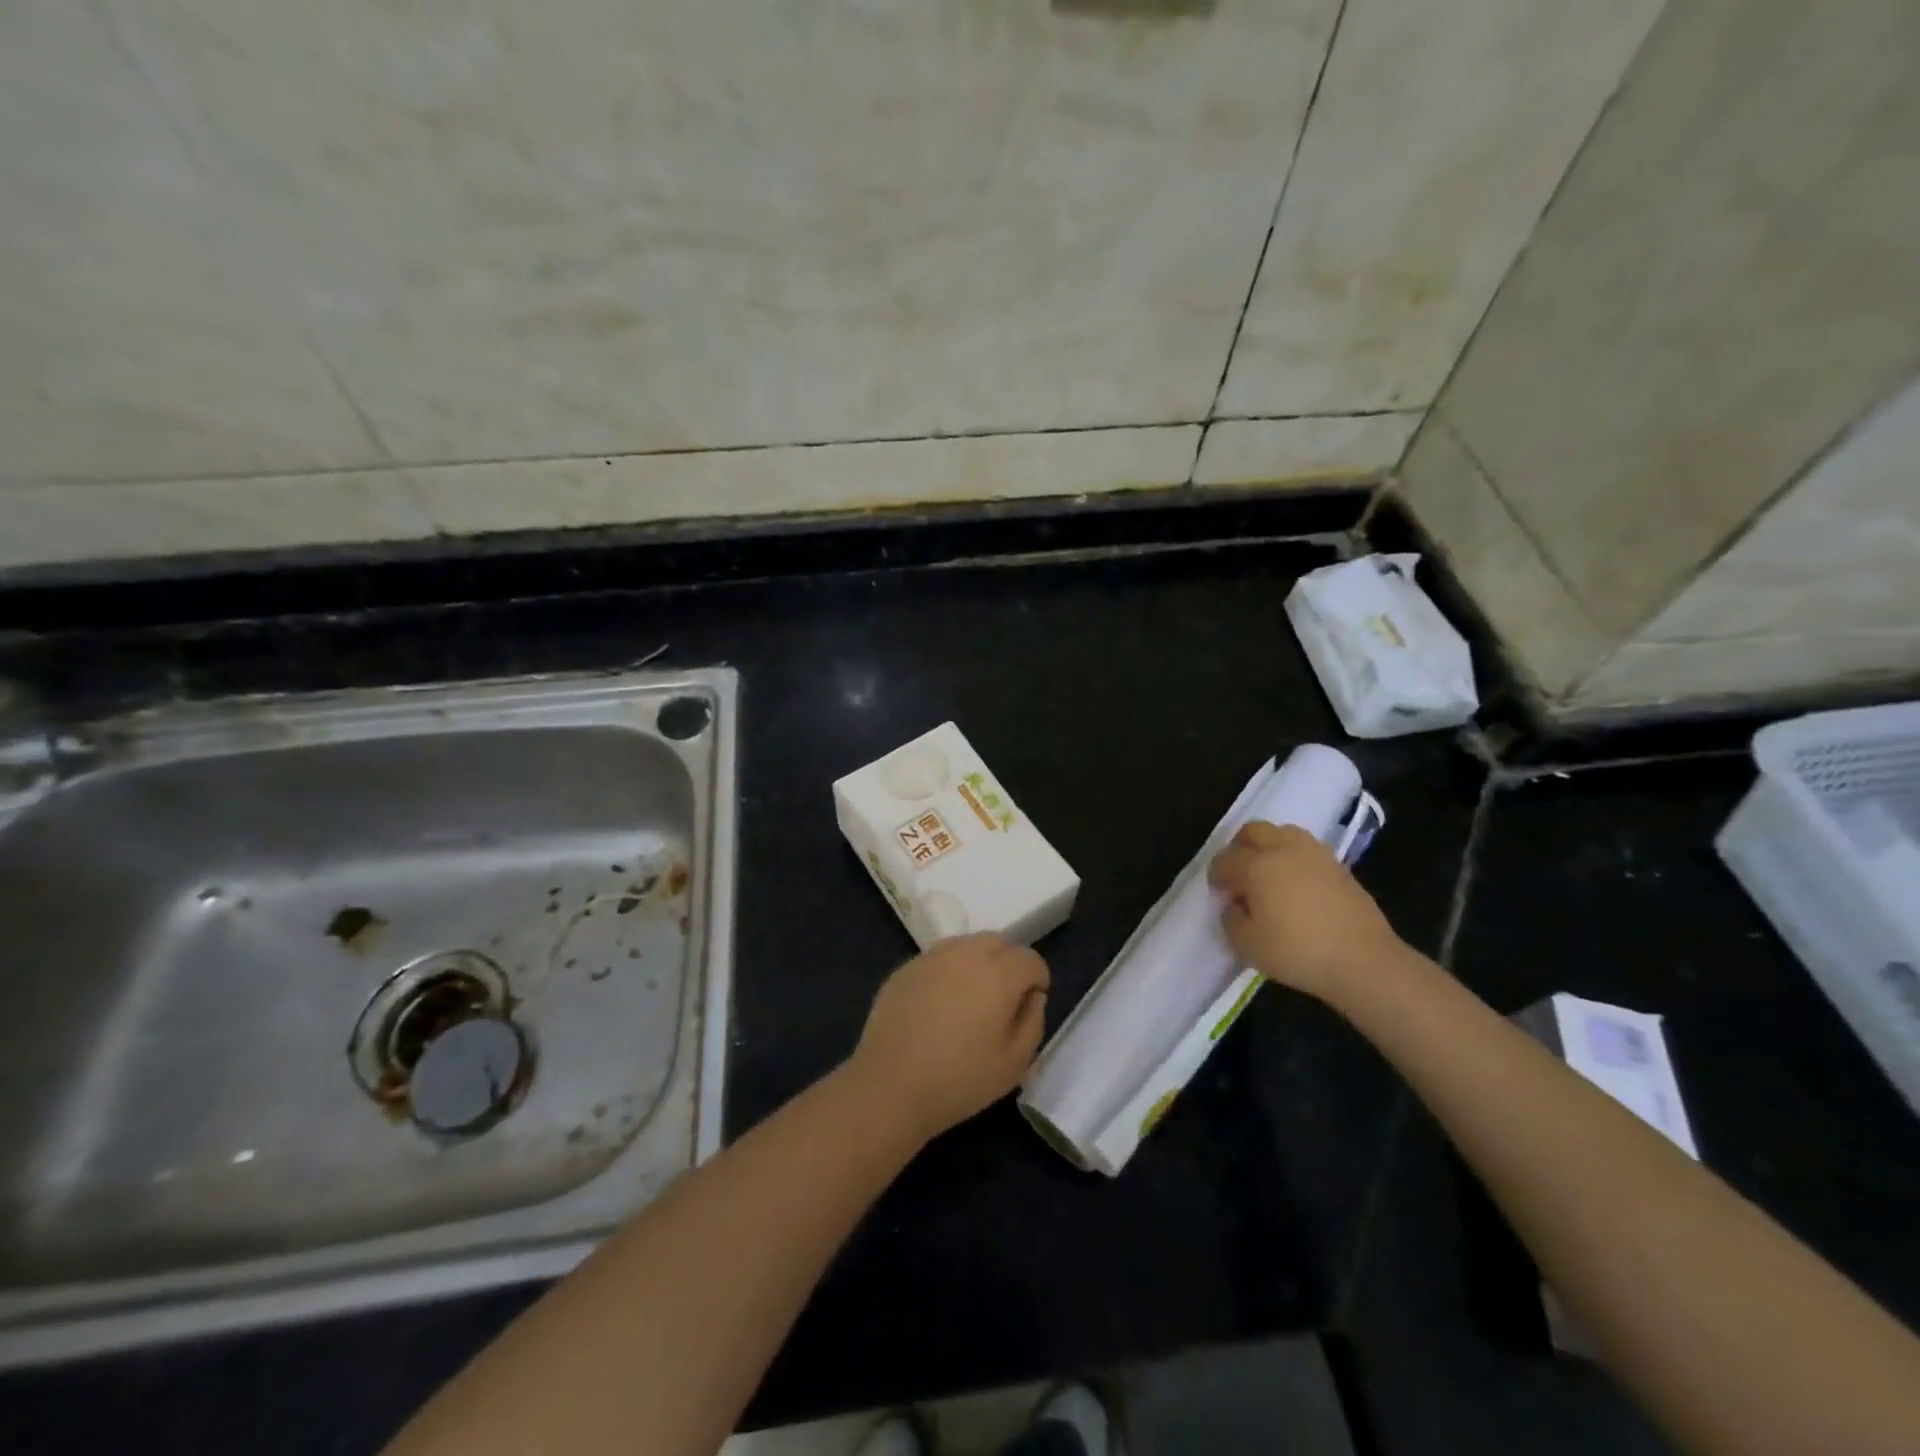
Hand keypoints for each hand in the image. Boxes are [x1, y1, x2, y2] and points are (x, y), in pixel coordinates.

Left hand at [847, 933, 1049, 1142]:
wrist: (890, 1086)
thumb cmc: (960, 1080)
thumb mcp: (1015, 1063)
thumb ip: (1033, 1021)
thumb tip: (1031, 996)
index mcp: (998, 973)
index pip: (1030, 959)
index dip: (1037, 981)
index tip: (1027, 1007)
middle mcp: (966, 953)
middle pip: (998, 942)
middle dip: (1008, 964)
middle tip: (1001, 1001)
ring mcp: (931, 957)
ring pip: (966, 945)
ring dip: (977, 963)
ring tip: (969, 1001)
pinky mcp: (905, 968)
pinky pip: (938, 959)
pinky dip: (948, 972)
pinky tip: (938, 1006)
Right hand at [1208, 821, 1407, 1002]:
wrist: (1364, 961)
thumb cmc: (1298, 952)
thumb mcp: (1247, 945)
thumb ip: (1231, 919)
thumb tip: (1235, 904)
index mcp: (1257, 866)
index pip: (1226, 859)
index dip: (1216, 874)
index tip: (1218, 892)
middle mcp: (1284, 850)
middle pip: (1253, 831)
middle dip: (1239, 847)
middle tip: (1238, 873)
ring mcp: (1315, 855)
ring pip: (1283, 833)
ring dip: (1269, 846)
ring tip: (1268, 873)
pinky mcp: (1339, 867)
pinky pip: (1306, 849)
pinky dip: (1293, 858)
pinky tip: (1295, 883)